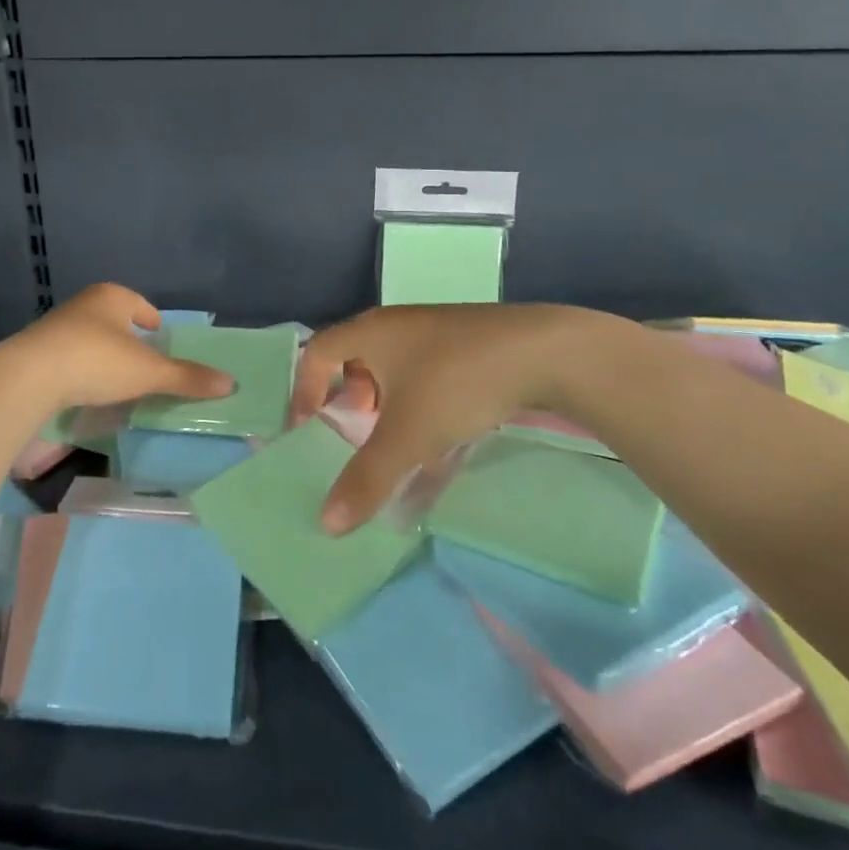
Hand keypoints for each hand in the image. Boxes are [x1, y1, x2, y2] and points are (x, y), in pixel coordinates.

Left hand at [9, 283, 235, 411]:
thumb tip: (231, 383)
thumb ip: (186, 377)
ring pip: (90, 338)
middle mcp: (83, 304)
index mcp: (112, 297)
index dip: (153, 322)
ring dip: (103, 356)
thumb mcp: (148, 372)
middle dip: (128, 339)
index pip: (141, 305)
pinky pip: (68, 357)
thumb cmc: (96, 361)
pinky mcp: (36, 351)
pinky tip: (85, 391)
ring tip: (116, 381)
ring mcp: (56, 327)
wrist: (28, 377)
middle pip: (114, 320)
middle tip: (143, 364)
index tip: (160, 340)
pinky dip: (81, 370)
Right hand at [289, 303, 611, 533]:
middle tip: (355, 435)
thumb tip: (326, 523)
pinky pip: (427, 375)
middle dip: (349, 400)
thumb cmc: (456, 383)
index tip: (308, 429)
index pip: (316, 352)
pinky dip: (421, 406)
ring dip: (387, 405)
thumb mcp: (406, 436)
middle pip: (354, 359)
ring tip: (397, 441)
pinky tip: (443, 440)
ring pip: (394, 369)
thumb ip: (366, 479)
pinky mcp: (467, 345)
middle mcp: (396, 326)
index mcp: (369, 333)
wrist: (543, 350)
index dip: (305, 390)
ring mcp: (435, 333)